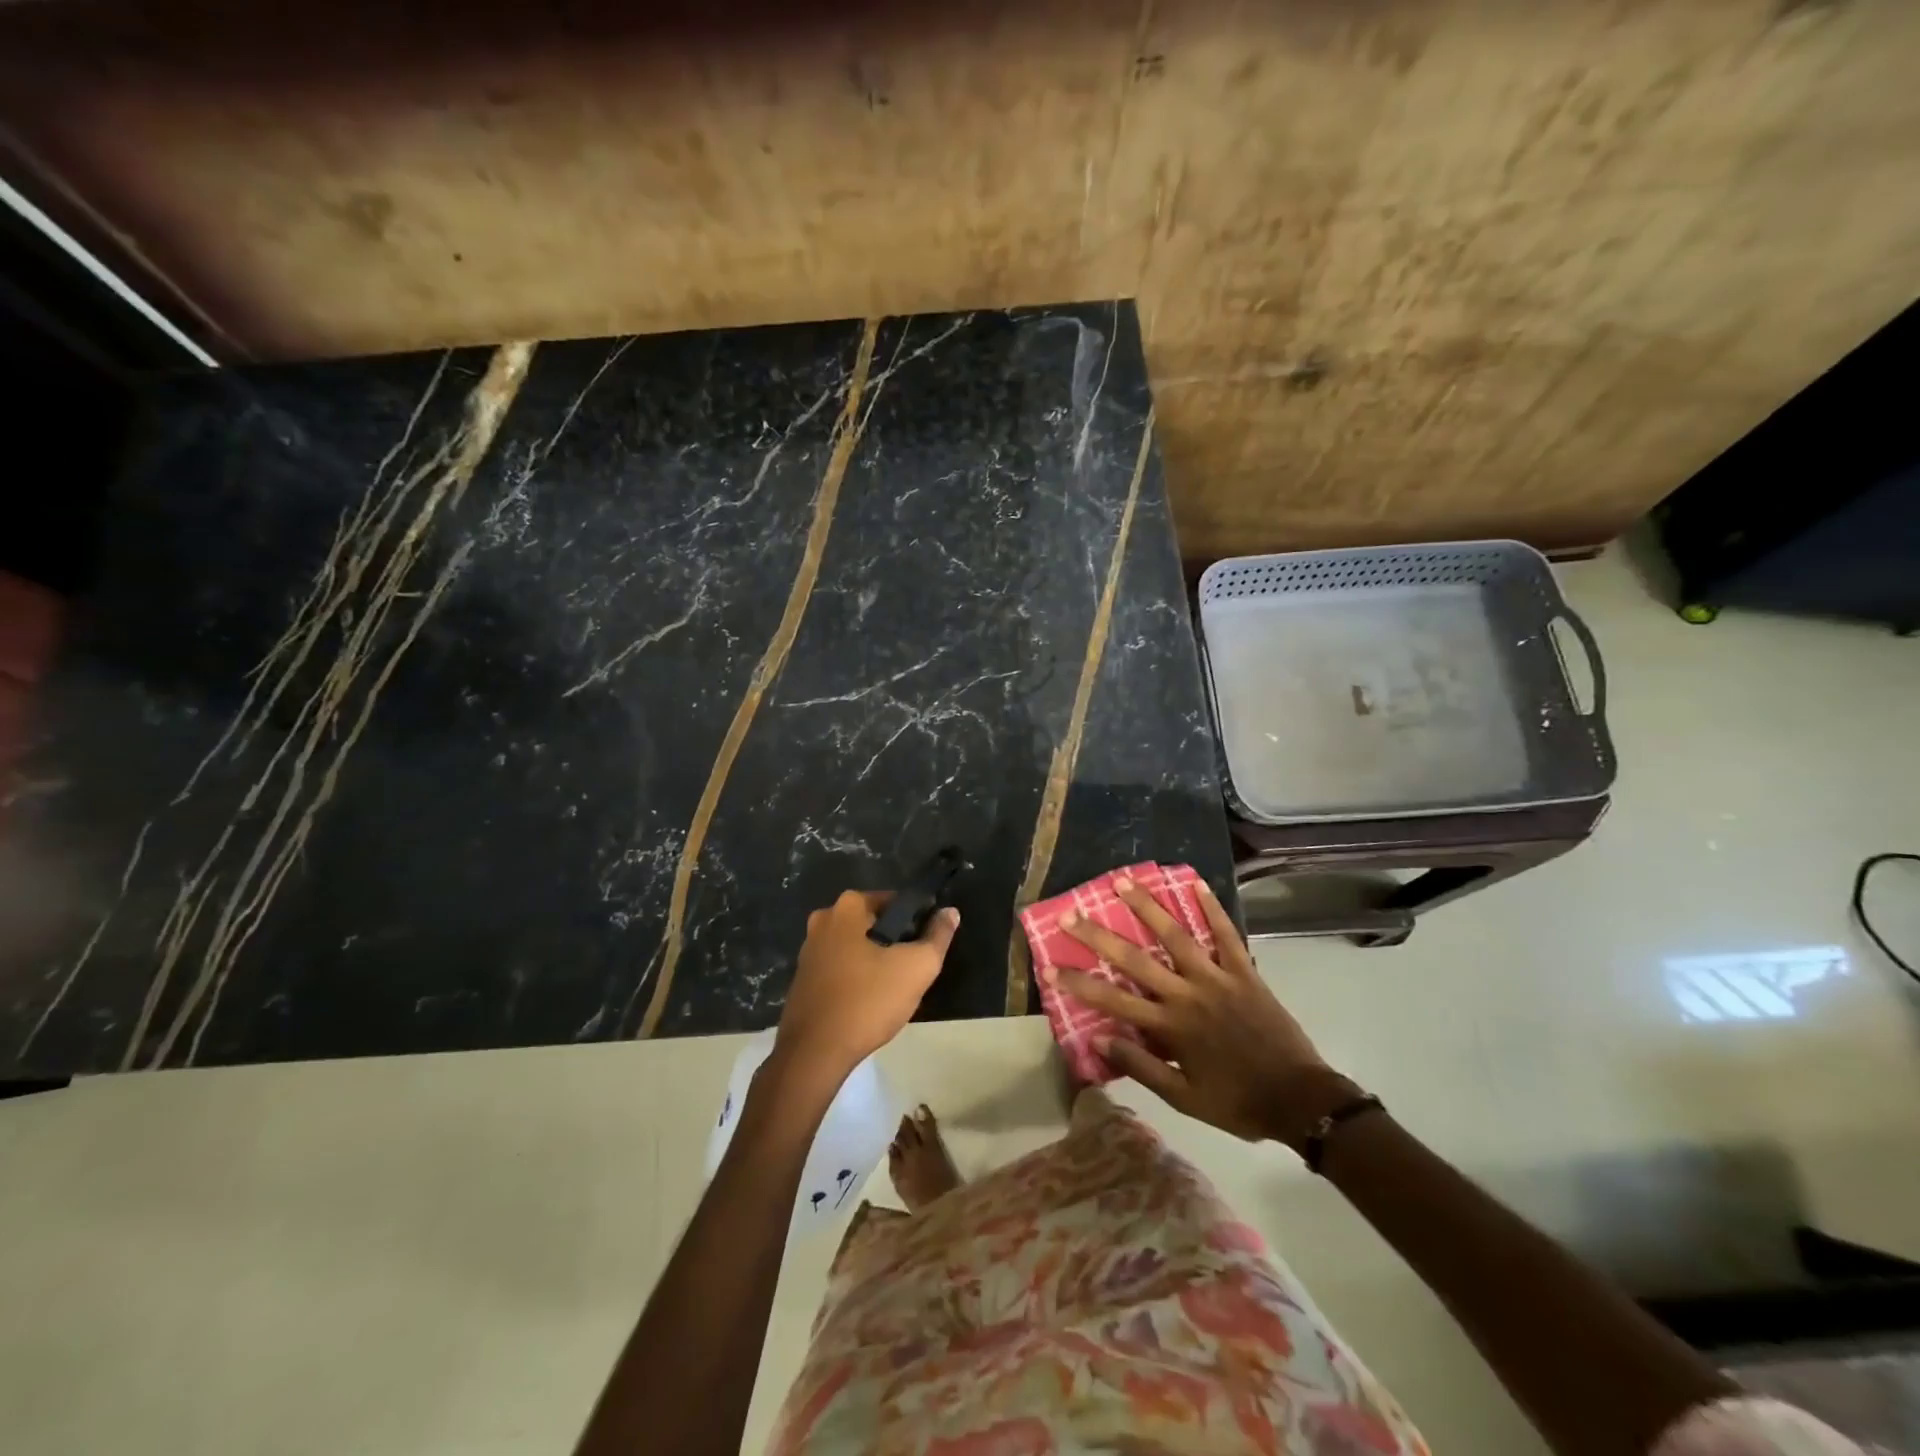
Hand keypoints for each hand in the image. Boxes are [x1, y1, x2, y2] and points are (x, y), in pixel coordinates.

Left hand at [775, 890, 958, 1078]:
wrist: (815, 1052)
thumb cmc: (868, 1000)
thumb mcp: (917, 967)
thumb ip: (938, 936)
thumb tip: (950, 912)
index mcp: (847, 907)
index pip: (894, 902)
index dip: (915, 921)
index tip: (925, 946)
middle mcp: (823, 920)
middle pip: (873, 924)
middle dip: (893, 943)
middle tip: (911, 971)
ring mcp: (808, 950)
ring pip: (855, 947)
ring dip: (873, 962)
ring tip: (892, 990)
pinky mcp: (802, 978)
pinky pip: (839, 968)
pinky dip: (854, 978)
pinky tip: (867, 1002)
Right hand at [1059, 877, 1355, 1146]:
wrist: (1299, 1099)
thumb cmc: (1237, 1101)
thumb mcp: (1183, 1097)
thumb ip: (1141, 1066)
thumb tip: (1099, 1038)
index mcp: (1170, 1026)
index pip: (1113, 1000)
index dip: (1079, 983)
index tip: (1050, 967)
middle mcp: (1188, 994)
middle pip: (1135, 959)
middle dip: (1098, 936)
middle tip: (1071, 914)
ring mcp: (1217, 978)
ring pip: (1176, 936)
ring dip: (1147, 907)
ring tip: (1123, 881)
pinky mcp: (1245, 972)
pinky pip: (1227, 934)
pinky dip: (1212, 907)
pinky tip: (1196, 882)